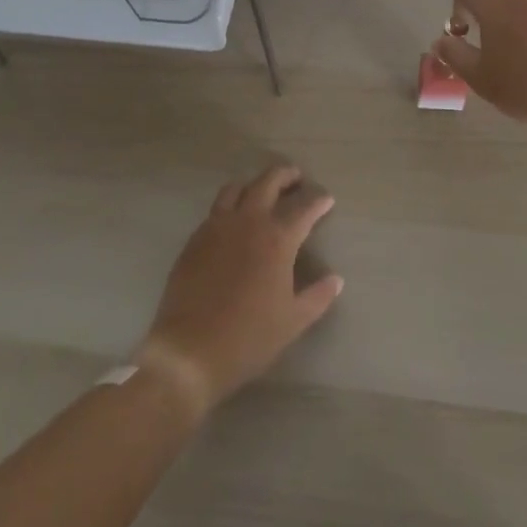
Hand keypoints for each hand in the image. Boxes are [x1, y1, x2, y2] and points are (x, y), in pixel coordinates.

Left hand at [136, 165, 342, 412]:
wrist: (189, 350)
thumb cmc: (248, 337)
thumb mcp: (293, 322)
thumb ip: (318, 296)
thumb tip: (336, 280)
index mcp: (277, 239)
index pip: (304, 208)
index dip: (318, 201)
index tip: (326, 199)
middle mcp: (248, 222)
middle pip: (268, 182)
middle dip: (285, 175)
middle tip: (296, 178)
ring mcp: (217, 227)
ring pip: (237, 188)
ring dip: (254, 184)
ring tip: (262, 192)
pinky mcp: (195, 238)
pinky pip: (215, 209)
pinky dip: (230, 205)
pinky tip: (233, 221)